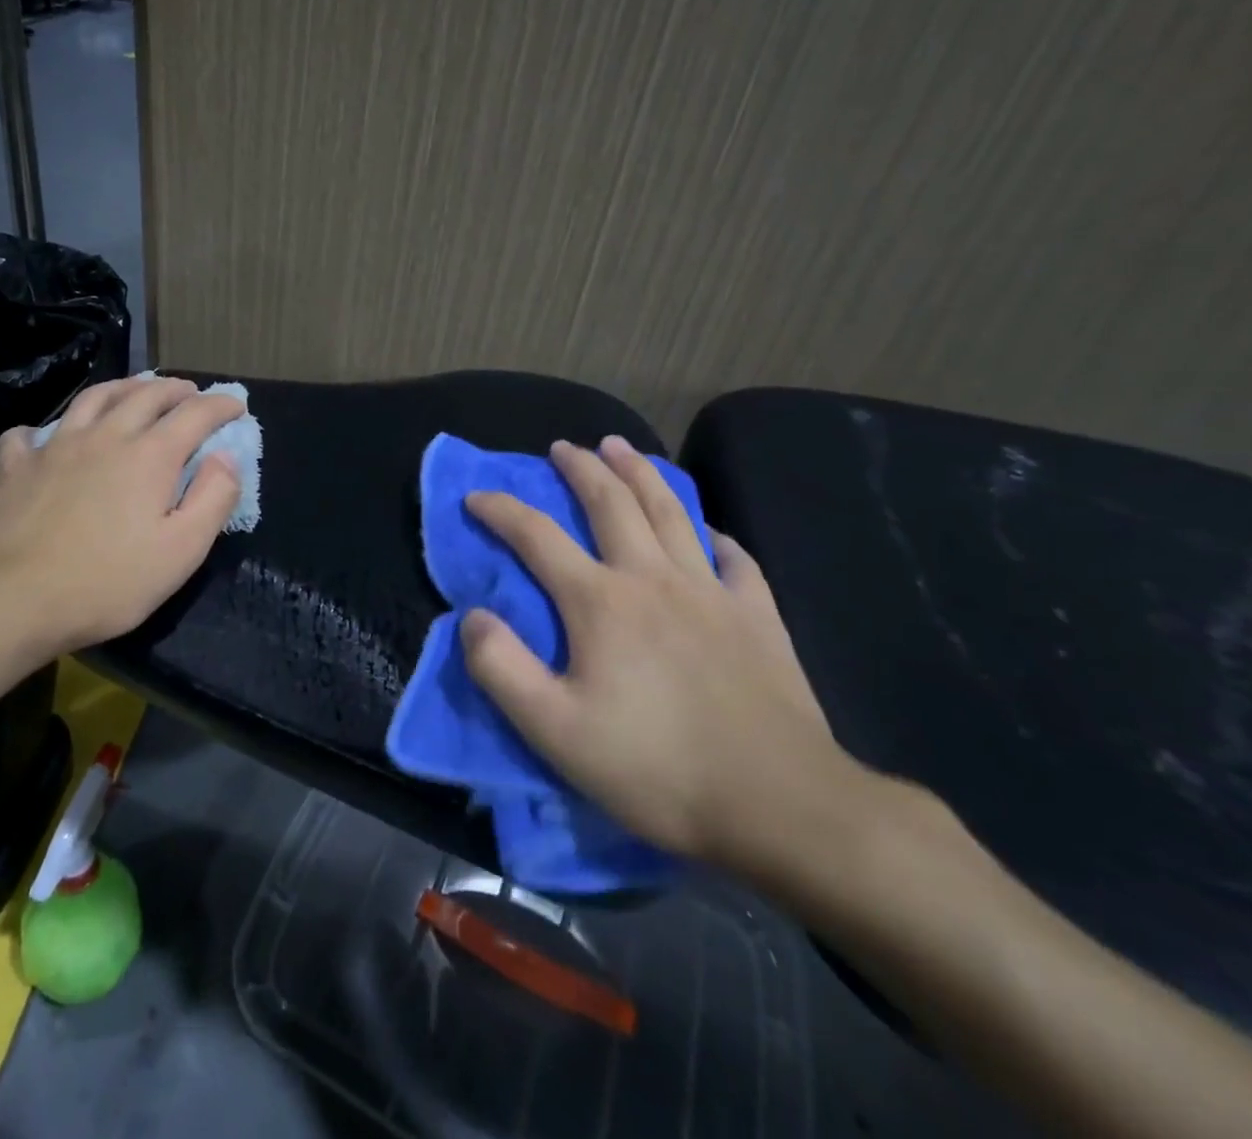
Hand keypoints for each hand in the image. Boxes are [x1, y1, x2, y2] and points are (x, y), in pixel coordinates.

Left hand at [0, 377, 244, 664]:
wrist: (12, 600)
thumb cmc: (108, 582)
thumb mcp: (183, 551)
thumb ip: (213, 498)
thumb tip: (225, 458)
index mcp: (150, 456)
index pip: (195, 414)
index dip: (220, 405)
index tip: (236, 406)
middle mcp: (106, 437)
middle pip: (146, 395)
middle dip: (175, 389)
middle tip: (190, 393)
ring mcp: (56, 447)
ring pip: (94, 398)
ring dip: (122, 388)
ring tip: (135, 391)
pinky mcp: (16, 467)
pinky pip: (31, 433)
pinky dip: (48, 428)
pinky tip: (50, 437)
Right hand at [461, 436, 843, 875]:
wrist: (779, 805)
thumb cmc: (656, 768)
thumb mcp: (554, 731)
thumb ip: (501, 668)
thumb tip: (472, 615)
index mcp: (600, 601)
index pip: (537, 536)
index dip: (501, 510)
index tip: (476, 496)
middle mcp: (653, 578)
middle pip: (612, 503)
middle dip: (582, 468)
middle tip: (563, 447)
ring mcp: (711, 592)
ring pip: (671, 512)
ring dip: (641, 473)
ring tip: (622, 448)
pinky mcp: (757, 615)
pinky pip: (734, 558)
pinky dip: (713, 535)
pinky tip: (707, 531)